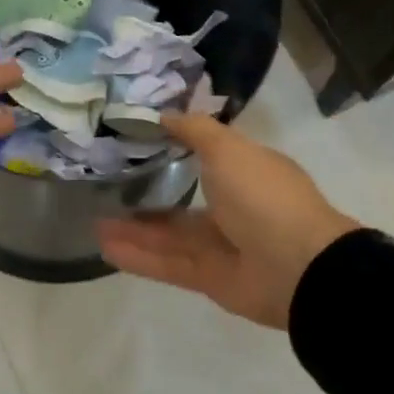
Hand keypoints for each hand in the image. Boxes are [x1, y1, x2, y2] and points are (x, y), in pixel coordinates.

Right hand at [97, 112, 357, 328]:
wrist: (297, 267)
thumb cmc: (263, 196)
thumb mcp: (228, 148)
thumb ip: (194, 130)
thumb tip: (163, 115)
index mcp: (246, 173)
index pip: (207, 158)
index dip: (174, 149)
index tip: (136, 143)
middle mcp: (235, 208)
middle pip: (182, 202)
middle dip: (147, 197)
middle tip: (108, 188)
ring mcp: (222, 246)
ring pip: (170, 236)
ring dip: (134, 230)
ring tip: (95, 222)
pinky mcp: (209, 278)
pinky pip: (167, 264)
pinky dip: (138, 257)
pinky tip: (105, 248)